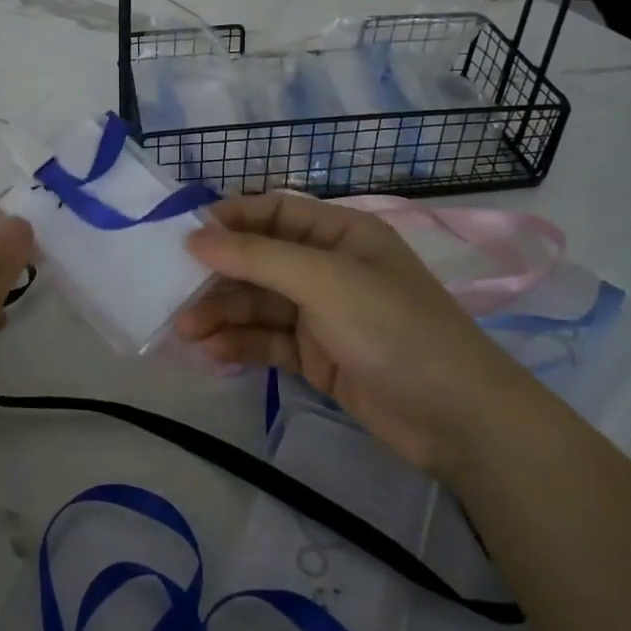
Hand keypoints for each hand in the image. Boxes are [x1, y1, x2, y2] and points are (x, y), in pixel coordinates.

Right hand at [180, 191, 547, 481]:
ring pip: (259, 304)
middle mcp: (328, 267)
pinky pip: (268, 340)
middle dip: (219, 276)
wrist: (455, 418)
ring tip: (186, 332)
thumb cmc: (394, 329)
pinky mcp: (316, 356)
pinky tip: (214, 354)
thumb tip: (194, 238)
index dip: (230, 220)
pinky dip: (241, 344)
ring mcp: (322, 314)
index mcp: (340, 233)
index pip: (275, 212)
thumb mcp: (325, 281)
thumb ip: (258, 257)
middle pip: (260, 261)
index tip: (184, 237)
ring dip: (222, 314)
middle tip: (174, 295)